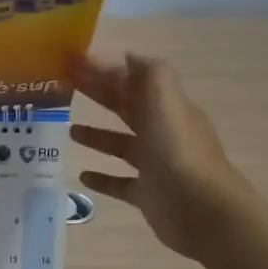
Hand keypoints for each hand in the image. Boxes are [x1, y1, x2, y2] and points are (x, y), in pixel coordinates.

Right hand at [68, 52, 255, 260]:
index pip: (133, 82)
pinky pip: (119, 183)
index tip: (74, 62)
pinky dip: (102, 178)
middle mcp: (161, 133)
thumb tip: (127, 56)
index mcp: (167, 108)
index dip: (105, 70)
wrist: (203, 211)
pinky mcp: (147, 195)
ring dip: (97, 135)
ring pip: (121, 145)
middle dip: (98, 94)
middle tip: (64, 87)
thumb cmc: (179, 152)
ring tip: (69, 130)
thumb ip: (150, 74)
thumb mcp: (167, 102)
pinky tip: (82, 176)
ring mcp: (155, 166)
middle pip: (125, 108)